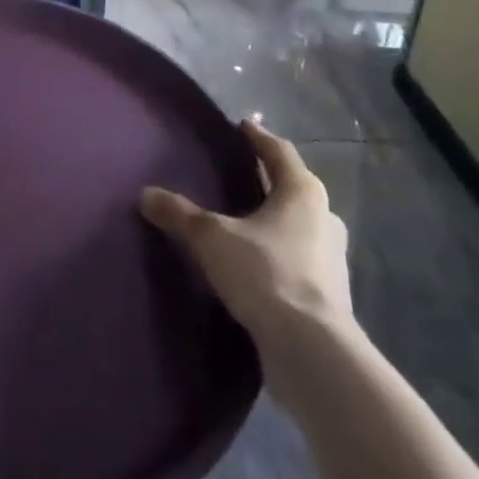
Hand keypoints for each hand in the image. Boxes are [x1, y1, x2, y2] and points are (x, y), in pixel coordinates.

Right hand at [141, 119, 351, 347]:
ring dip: (278, 221)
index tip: (243, 126)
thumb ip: (179, 214)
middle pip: (294, 187)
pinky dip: (281, 255)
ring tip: (248, 222)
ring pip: (301, 226)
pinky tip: (259, 265)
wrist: (313, 352)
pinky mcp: (330, 296)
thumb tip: (145, 194)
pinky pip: (301, 260)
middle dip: (270, 180)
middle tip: (244, 174)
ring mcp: (333, 259)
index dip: (258, 137)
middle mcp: (325, 218)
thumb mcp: (212, 238)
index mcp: (302, 191)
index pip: (278, 151)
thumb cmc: (266, 274)